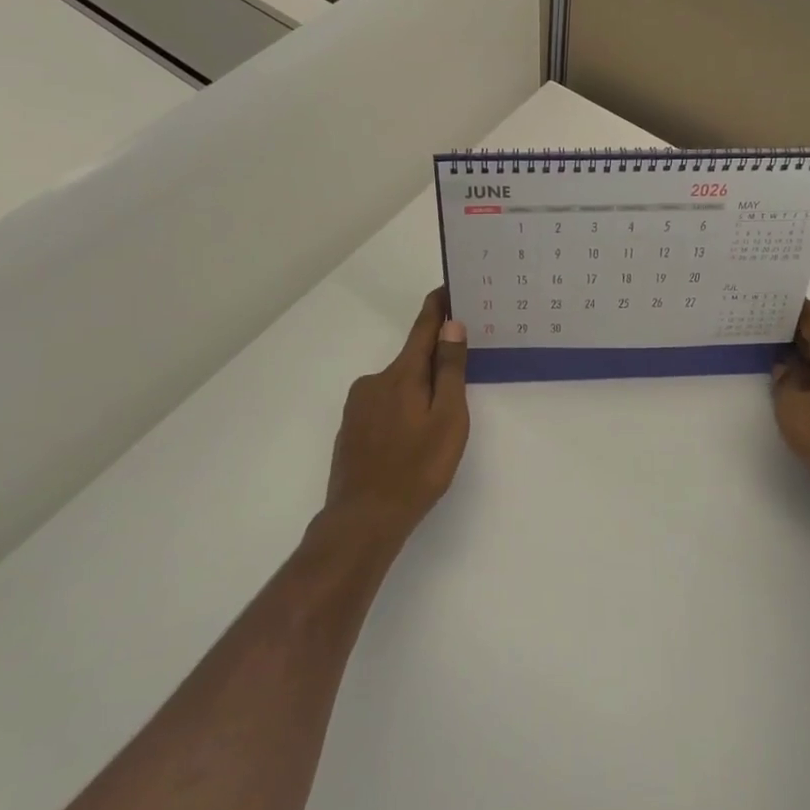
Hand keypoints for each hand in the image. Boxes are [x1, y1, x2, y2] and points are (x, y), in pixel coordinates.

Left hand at [325, 289, 469, 541]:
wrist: (363, 521)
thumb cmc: (416, 468)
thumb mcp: (447, 419)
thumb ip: (449, 370)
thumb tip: (452, 326)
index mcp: (401, 374)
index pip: (422, 329)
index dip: (437, 309)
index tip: (448, 289)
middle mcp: (374, 381)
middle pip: (411, 361)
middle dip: (433, 362)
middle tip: (459, 375)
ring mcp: (358, 407)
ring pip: (397, 387)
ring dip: (417, 392)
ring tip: (437, 423)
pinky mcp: (350, 430)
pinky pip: (383, 407)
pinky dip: (401, 412)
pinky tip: (410, 441)